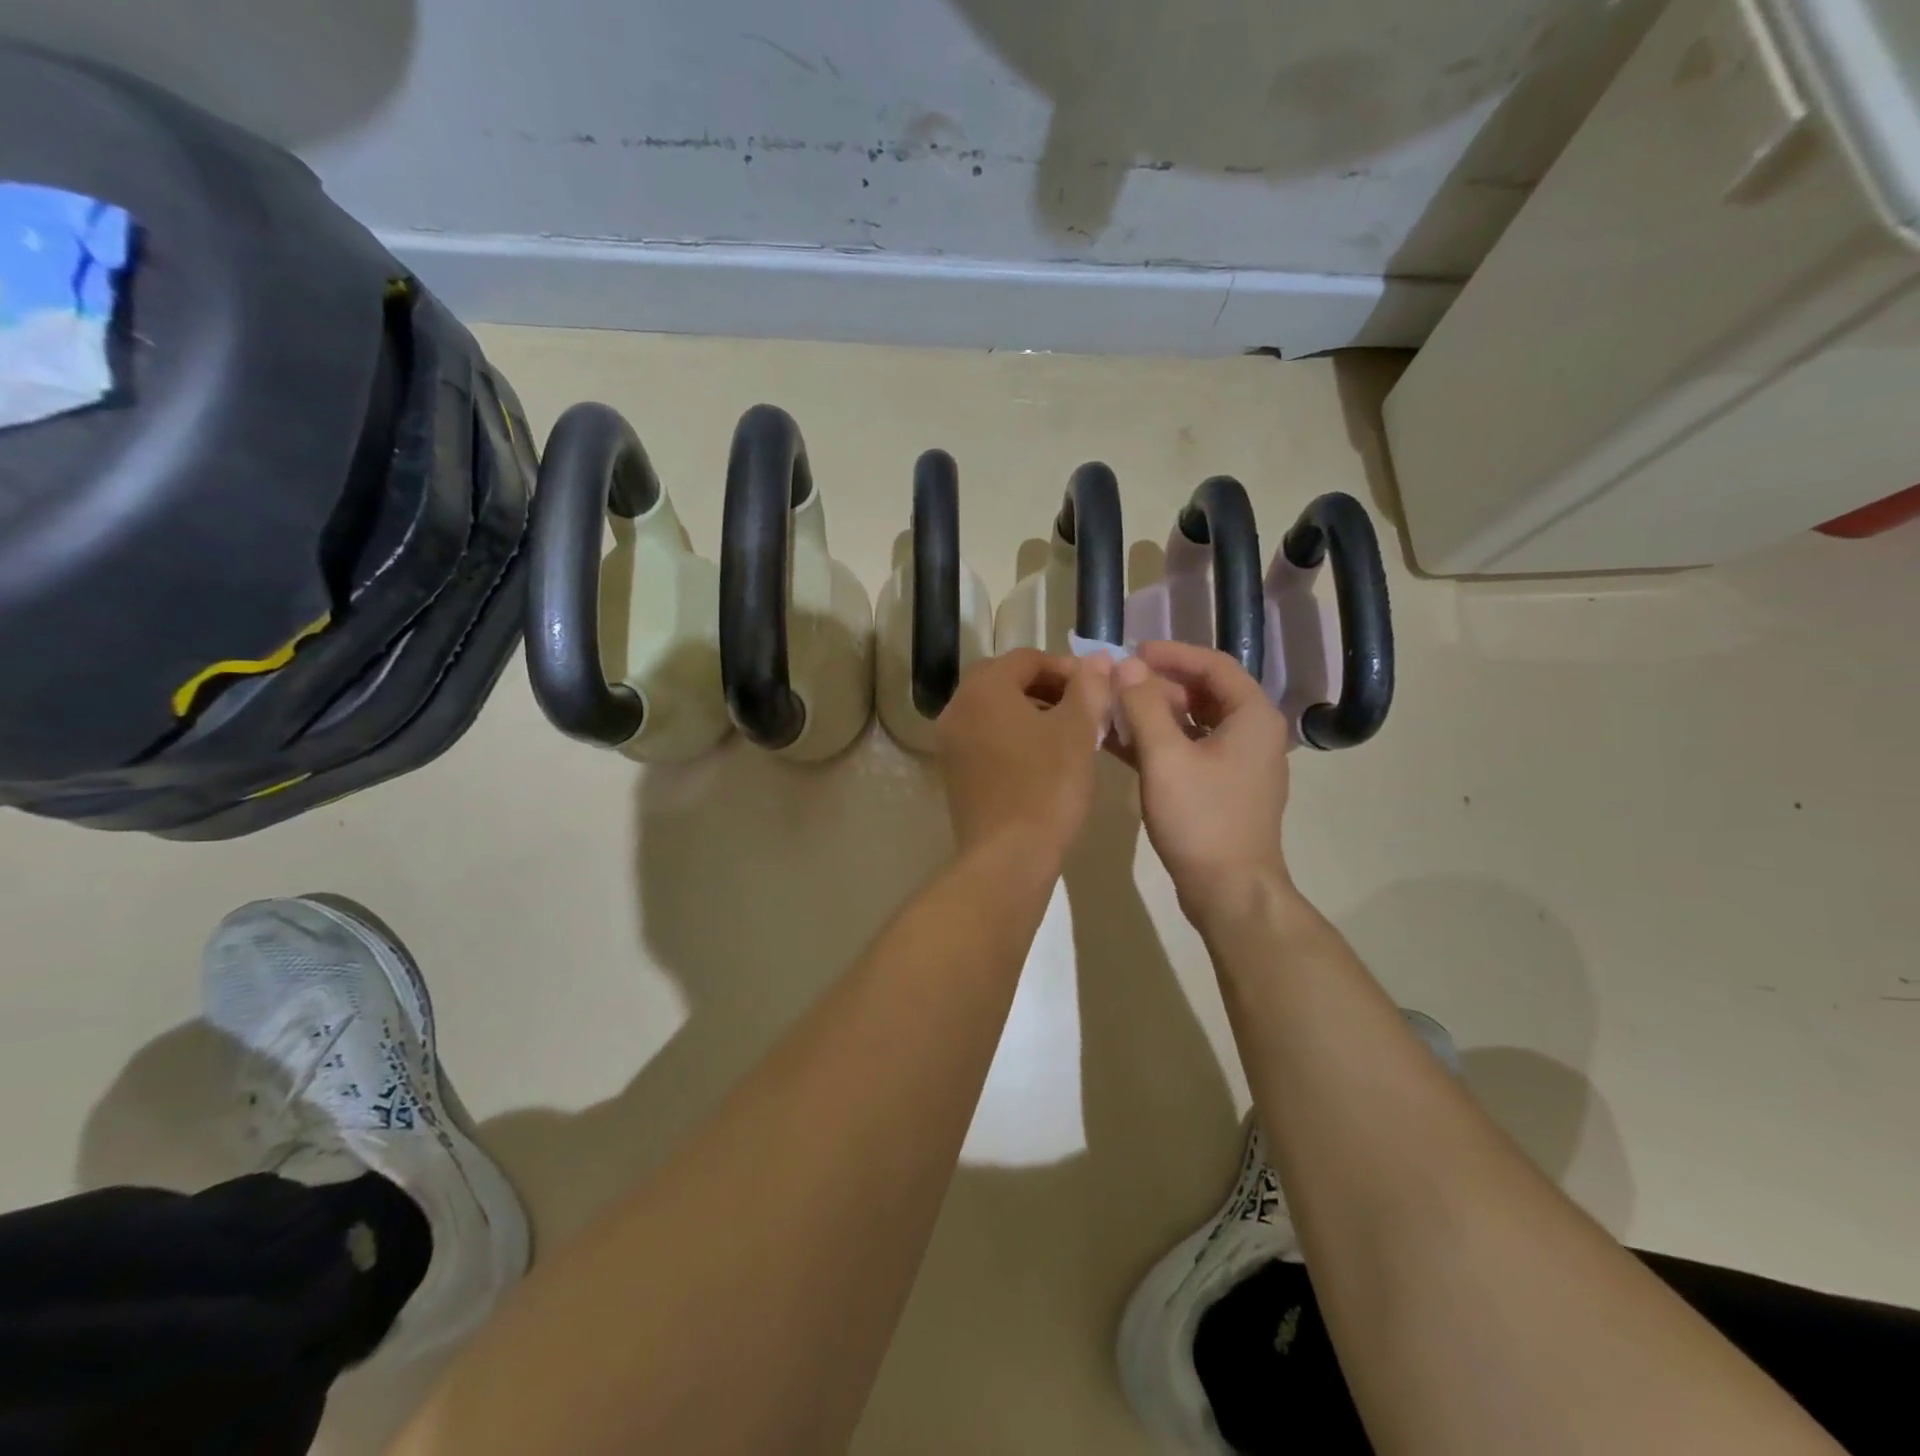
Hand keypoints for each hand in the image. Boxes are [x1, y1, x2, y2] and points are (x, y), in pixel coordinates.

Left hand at [935, 649, 1114, 864]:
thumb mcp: (1078, 732)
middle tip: (1082, 707)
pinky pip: (985, 738)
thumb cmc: (1047, 787)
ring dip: (1030, 712)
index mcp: (984, 689)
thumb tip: (1096, 659)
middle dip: (1047, 687)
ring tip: (1068, 734)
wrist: (1008, 857)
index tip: (1096, 687)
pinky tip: (1043, 760)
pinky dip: (1013, 737)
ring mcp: (950, 743)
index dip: (1065, 667)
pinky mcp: (954, 772)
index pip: (1026, 658)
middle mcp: (958, 708)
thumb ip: (1088, 688)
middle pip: (1005, 681)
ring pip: (994, 711)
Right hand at [1111, 641, 1292, 921]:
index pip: (1212, 664)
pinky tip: (1119, 743)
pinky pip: (1188, 749)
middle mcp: (1251, 732)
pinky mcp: (1221, 787)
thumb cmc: (1201, 818)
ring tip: (1111, 711)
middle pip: (1202, 692)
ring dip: (1153, 714)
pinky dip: (1157, 742)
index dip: (1171, 654)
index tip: (1131, 652)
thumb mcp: (1166, 757)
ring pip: (1192, 722)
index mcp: (1251, 716)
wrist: (1229, 891)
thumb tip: (1125, 665)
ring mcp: (1237, 762)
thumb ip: (1144, 705)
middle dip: (1156, 685)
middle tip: (1114, 684)